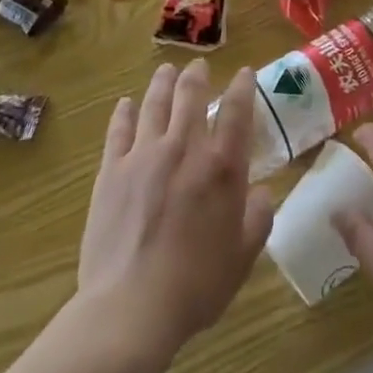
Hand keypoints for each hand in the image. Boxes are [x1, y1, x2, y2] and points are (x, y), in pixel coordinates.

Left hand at [77, 61, 275, 356]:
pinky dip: (124, 112)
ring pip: (155, 103)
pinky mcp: (111, 170)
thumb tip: (260, 192)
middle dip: (197, 75)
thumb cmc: (196, 285)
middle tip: (198, 66)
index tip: (244, 72)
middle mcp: (185, 147)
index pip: (236, 109)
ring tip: (166, 71)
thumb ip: (258, 217)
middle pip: (190, 95)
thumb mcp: (243, 256)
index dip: (242, 85)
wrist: (131, 307)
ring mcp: (144, 155)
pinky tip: (126, 104)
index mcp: (222, 165)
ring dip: (163, 82)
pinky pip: (119, 130)